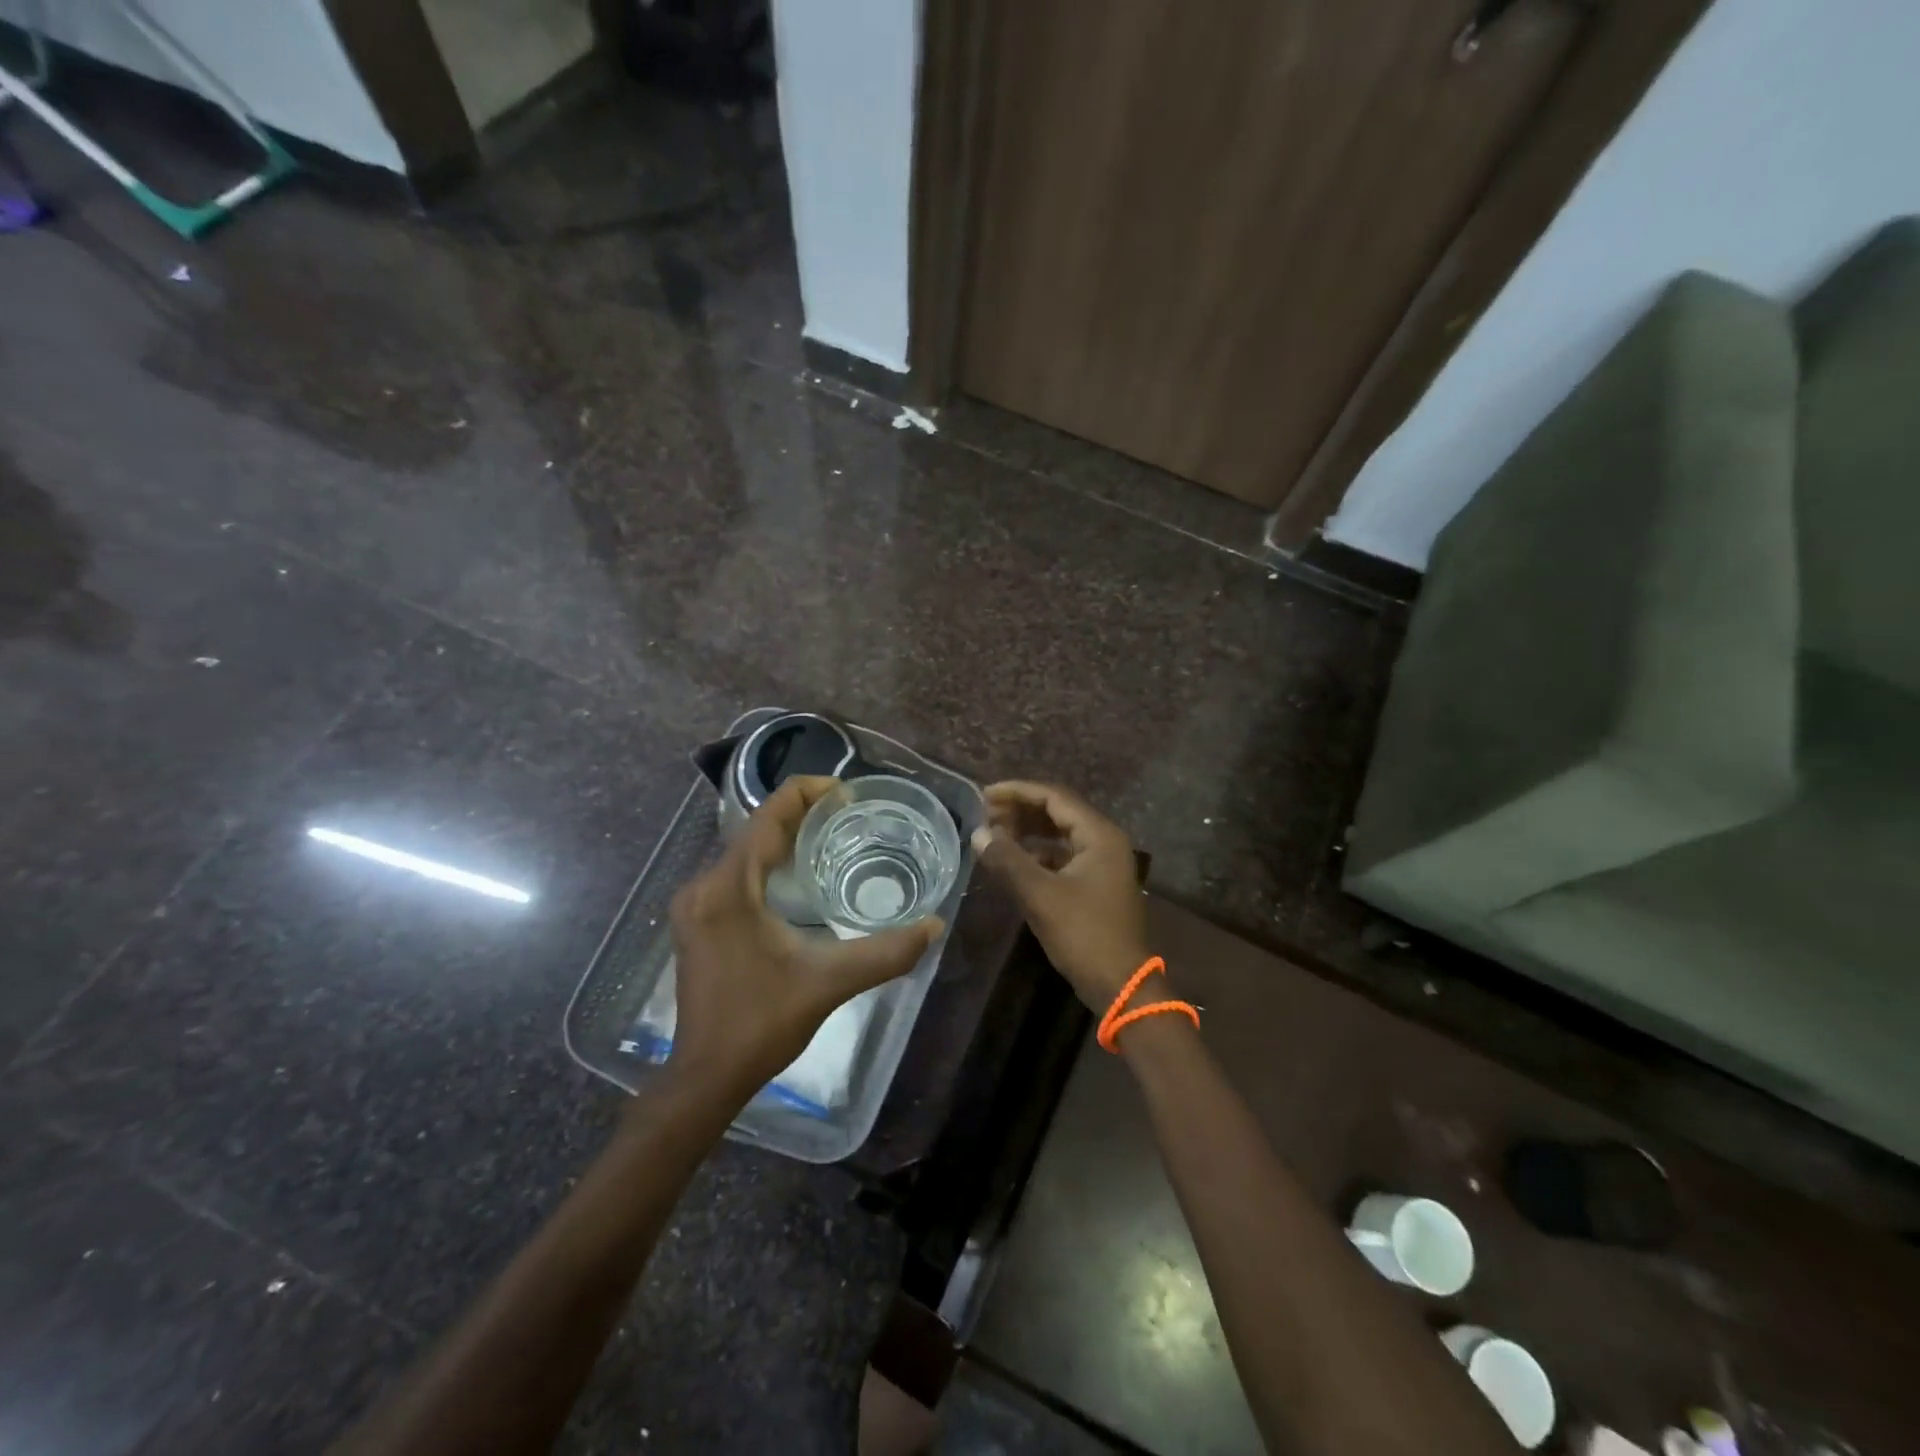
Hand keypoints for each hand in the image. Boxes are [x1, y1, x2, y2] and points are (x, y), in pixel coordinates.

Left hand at [666, 777, 941, 1100]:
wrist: (706, 1075)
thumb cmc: (762, 1023)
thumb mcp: (829, 981)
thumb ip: (885, 953)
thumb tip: (935, 926)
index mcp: (728, 888)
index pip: (767, 816)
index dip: (806, 793)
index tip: (845, 792)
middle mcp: (703, 886)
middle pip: (754, 830)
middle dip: (799, 814)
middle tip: (846, 813)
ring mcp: (694, 905)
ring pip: (743, 851)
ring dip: (782, 838)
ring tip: (829, 835)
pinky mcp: (696, 922)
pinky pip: (734, 873)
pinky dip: (766, 863)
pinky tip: (795, 877)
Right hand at [971, 781, 1151, 1014]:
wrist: (1121, 984)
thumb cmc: (1084, 935)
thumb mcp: (1041, 896)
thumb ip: (1008, 860)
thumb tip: (978, 833)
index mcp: (1099, 835)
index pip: (1054, 797)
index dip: (1018, 791)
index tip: (984, 795)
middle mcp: (1104, 841)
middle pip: (1058, 811)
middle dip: (1021, 810)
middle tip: (985, 814)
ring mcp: (1102, 863)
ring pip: (1060, 834)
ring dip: (1028, 831)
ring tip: (994, 833)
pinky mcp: (1095, 883)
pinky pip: (1063, 855)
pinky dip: (1038, 853)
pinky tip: (1013, 861)